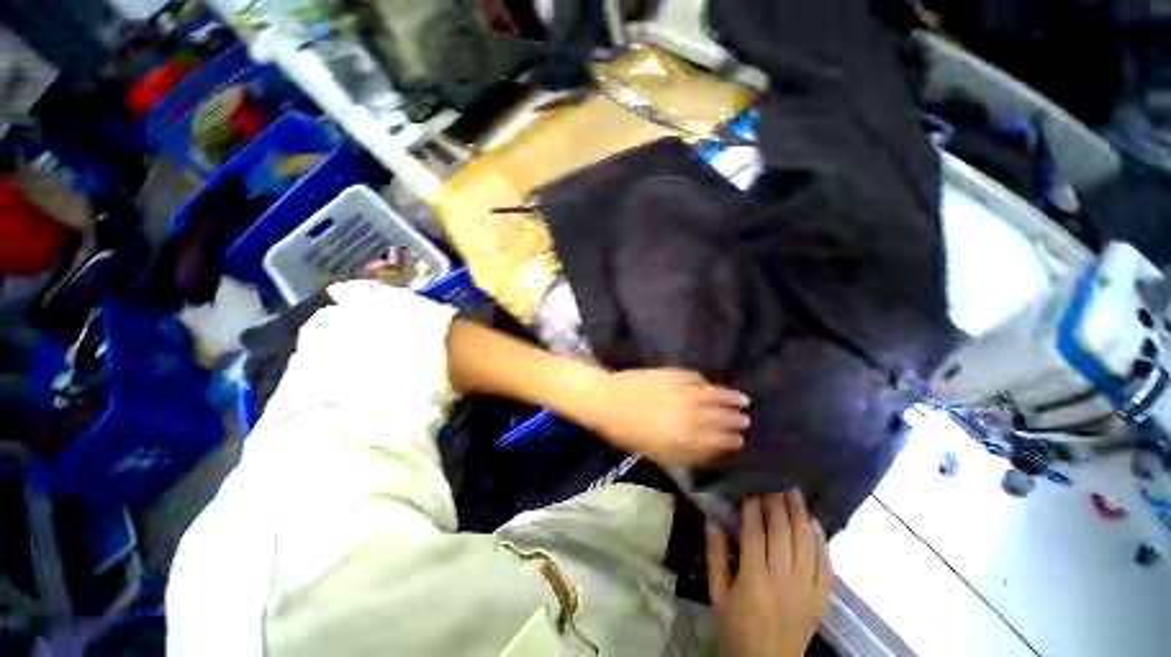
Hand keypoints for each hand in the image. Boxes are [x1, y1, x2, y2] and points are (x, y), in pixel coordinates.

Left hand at [578, 368, 749, 465]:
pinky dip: (704, 382)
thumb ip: (684, 452)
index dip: (729, 441)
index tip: (740, 441)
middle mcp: (687, 414)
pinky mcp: (672, 375)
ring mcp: (681, 391)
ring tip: (743, 399)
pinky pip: (694, 378)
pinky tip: (711, 384)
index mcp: (683, 437)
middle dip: (734, 420)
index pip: (714, 440)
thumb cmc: (626, 432)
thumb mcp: (655, 451)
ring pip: (711, 395)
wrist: (608, 400)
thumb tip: (707, 451)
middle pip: (718, 417)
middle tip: (746, 420)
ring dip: (728, 397)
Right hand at [707, 491, 832, 656]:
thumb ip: (715, 554)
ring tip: (793, 491)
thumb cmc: (736, 627)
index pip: (755, 531)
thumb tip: (712, 518)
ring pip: (806, 541)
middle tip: (773, 480)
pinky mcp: (822, 597)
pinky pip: (826, 563)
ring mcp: (807, 588)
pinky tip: (814, 523)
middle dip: (777, 501)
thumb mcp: (717, 593)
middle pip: (783, 530)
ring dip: (800, 512)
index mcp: (754, 578)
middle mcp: (784, 578)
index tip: (750, 486)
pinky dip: (821, 540)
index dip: (753, 505)